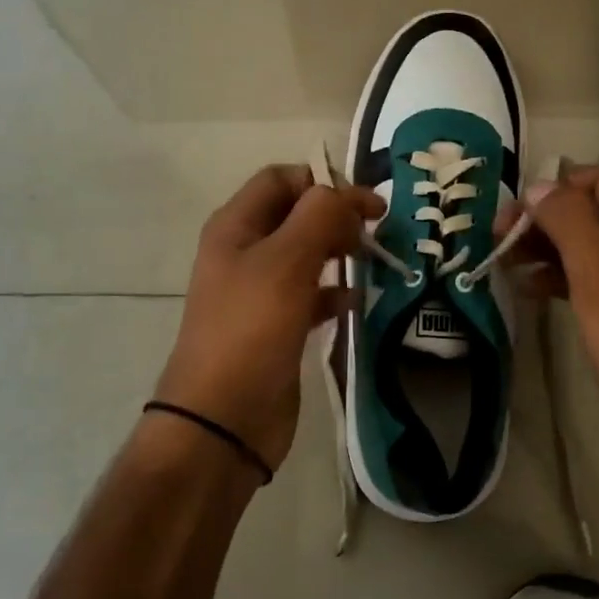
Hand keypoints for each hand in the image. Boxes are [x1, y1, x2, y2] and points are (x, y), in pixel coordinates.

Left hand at [154, 164, 382, 471]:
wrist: (223, 418)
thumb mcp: (286, 262)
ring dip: (339, 252)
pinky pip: (310, 295)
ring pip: (307, 254)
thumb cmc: (251, 329)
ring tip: (373, 262)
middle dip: (337, 216)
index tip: (365, 205)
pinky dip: (333, 292)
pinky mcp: (276, 326)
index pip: (281, 179)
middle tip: (375, 233)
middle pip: (297, 215)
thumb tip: (344, 193)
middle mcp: (245, 252)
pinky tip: (353, 302)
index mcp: (236, 226)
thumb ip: (319, 216)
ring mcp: (260, 291)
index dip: (324, 183)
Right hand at [501, 165, 598, 479]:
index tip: (513, 213)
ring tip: (503, 263)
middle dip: (541, 219)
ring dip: (542, 248)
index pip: (596, 179)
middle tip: (497, 239)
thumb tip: (538, 186)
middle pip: (585, 211)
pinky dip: (554, 278)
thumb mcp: (598, 272)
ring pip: (580, 246)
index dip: (553, 188)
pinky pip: (583, 279)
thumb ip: (567, 221)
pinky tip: (526, 290)